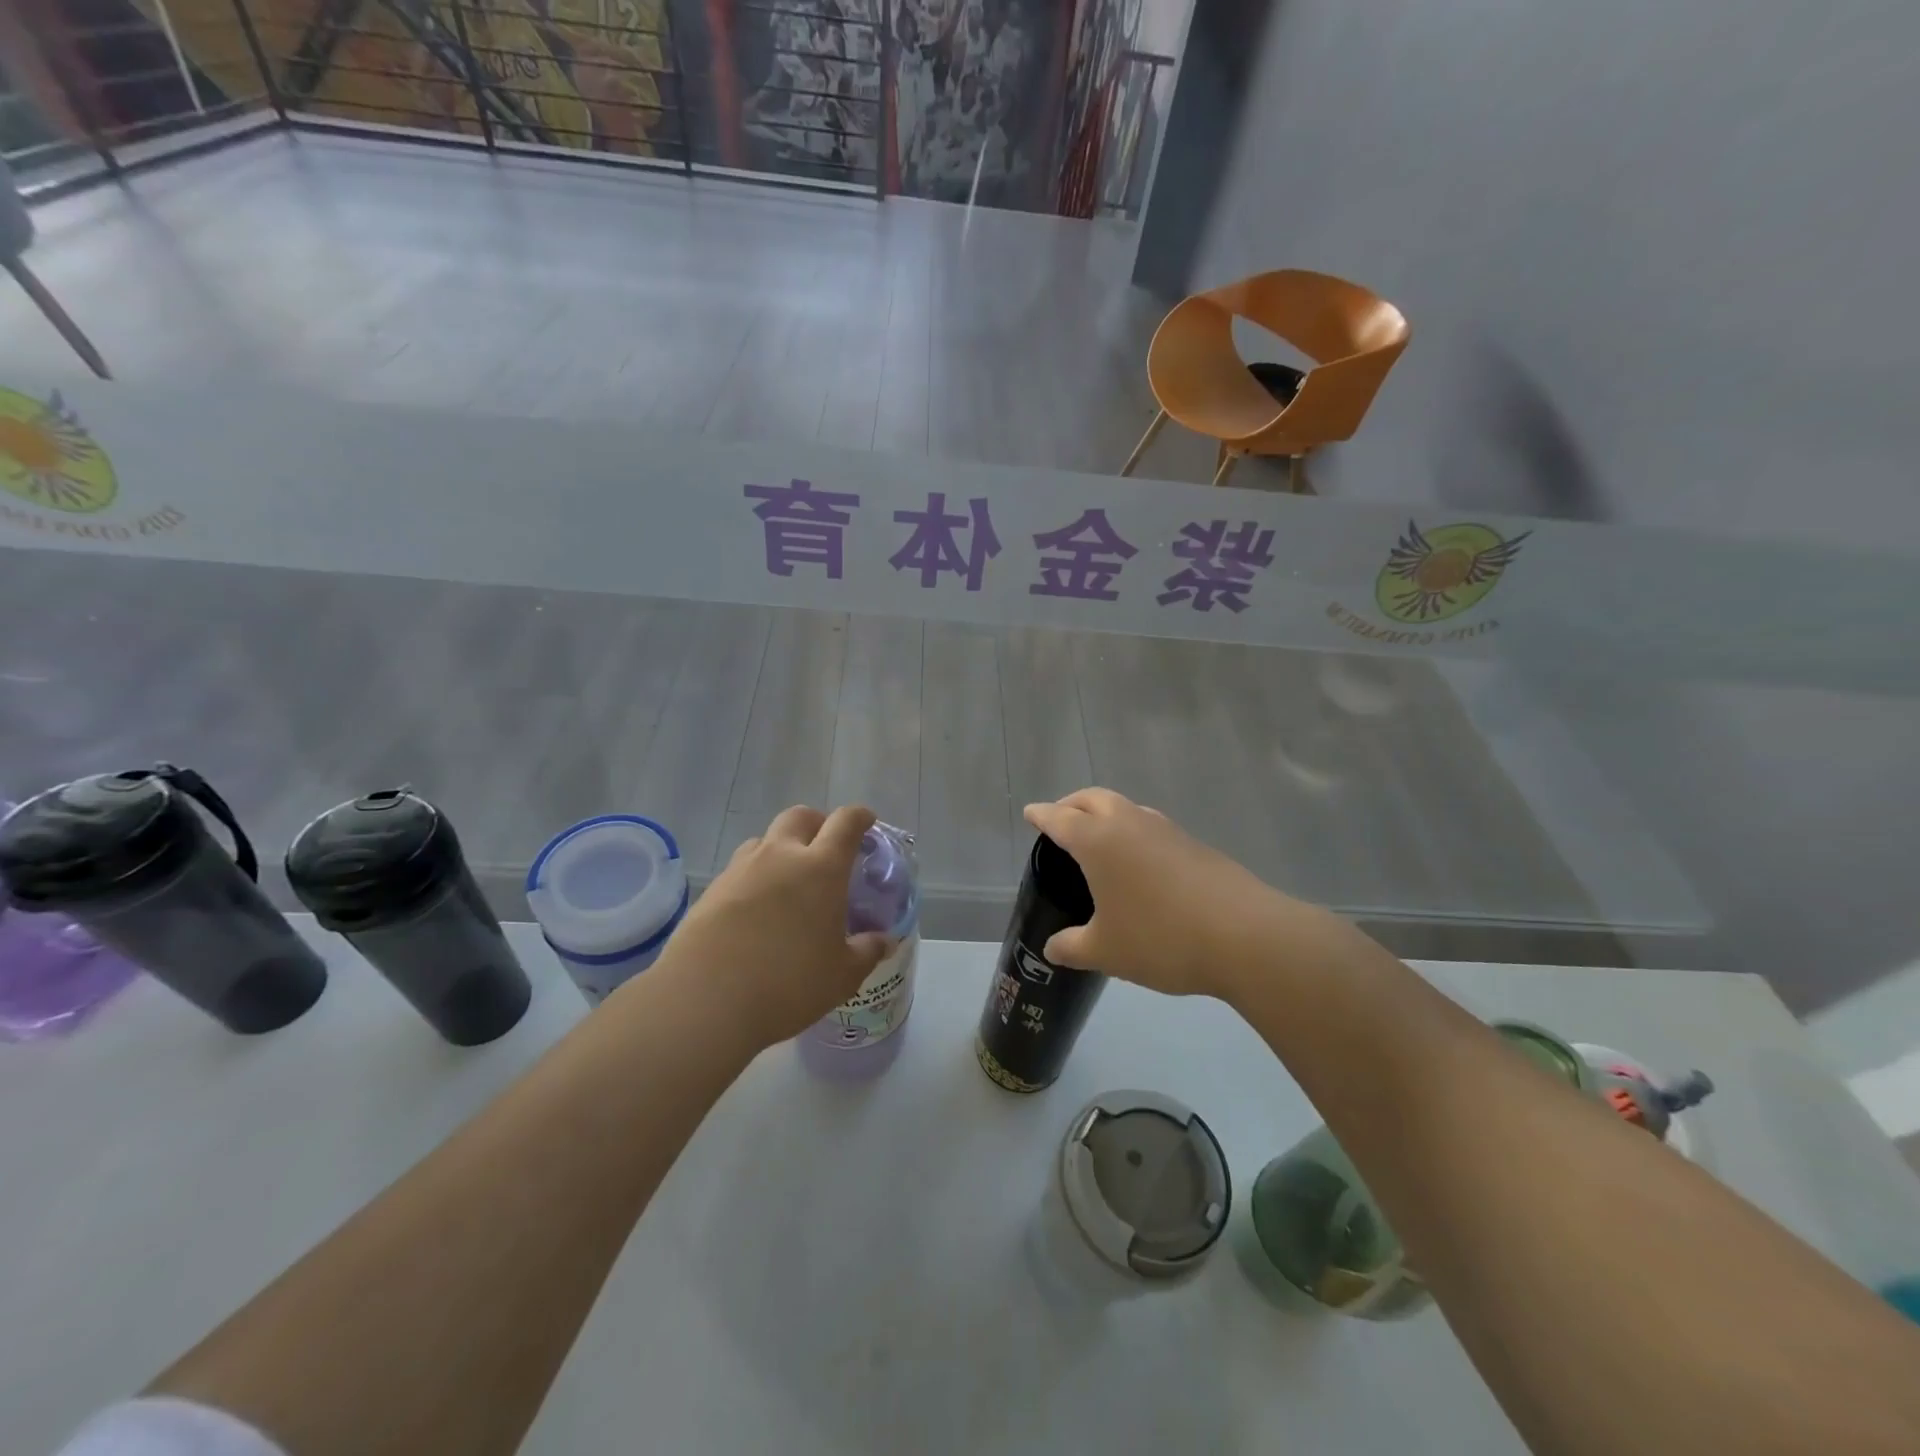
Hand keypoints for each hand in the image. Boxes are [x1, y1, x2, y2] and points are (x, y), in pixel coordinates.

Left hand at [651, 804, 892, 1049]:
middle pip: (800, 816)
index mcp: (821, 868)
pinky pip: (740, 869)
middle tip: (826, 848)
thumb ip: (867, 951)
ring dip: (781, 848)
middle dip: (817, 823)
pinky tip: (757, 909)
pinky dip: (755, 877)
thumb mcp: (842, 975)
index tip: (867, 822)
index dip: (860, 817)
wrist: (704, 1000)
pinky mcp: (711, 890)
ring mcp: (741, 869)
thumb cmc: (788, 983)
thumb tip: (885, 941)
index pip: (845, 822)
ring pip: (765, 839)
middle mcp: (781, 856)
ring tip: (789, 880)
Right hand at [1023, 788, 1324, 999]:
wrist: (1245, 936)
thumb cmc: (1161, 938)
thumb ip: (1073, 947)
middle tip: (1060, 819)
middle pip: (1093, 798)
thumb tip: (1052, 948)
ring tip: (1099, 839)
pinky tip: (1140, 864)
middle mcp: (1130, 824)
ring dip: (1106, 814)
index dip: (1041, 815)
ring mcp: (1166, 830)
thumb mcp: (1106, 951)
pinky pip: (1151, 827)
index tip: (1030, 812)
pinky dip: (1134, 833)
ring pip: (1127, 808)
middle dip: (1072, 804)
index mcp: (1098, 841)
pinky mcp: (1194, 844)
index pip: (1060, 818)